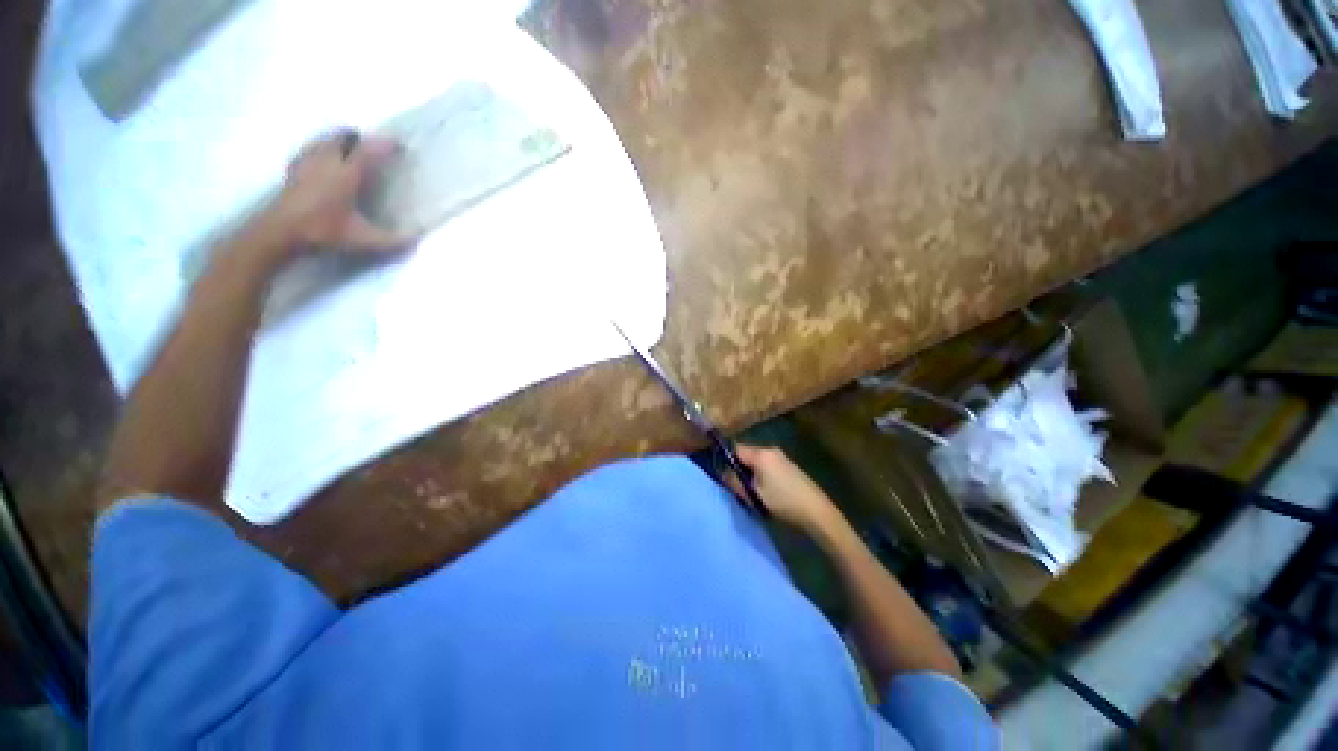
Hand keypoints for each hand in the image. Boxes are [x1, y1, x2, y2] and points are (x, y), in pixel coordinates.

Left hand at [259, 130, 408, 257]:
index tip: (399, 145)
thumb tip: (417, 240)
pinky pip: (311, 148)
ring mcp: (307, 161)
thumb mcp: (363, 240)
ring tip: (351, 149)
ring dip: (341, 140)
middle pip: (345, 136)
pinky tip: (325, 159)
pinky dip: (322, 148)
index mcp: (346, 172)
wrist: (280, 231)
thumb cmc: (323, 231)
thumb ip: (392, 241)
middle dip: (361, 138)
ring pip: (326, 139)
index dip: (385, 145)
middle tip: (374, 148)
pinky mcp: (294, 168)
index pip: (369, 150)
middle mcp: (327, 160)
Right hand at [731, 445, 841, 534]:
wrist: (815, 511)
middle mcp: (771, 449)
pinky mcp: (789, 465)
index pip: (736, 448)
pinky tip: (767, 490)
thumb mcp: (754, 495)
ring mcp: (782, 457)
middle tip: (737, 486)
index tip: (724, 474)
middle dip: (740, 467)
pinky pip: (768, 464)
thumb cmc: (782, 501)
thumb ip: (735, 482)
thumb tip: (723, 474)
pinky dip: (763, 474)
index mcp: (760, 454)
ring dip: (752, 472)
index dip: (727, 459)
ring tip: (752, 490)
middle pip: (747, 453)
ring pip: (758, 460)